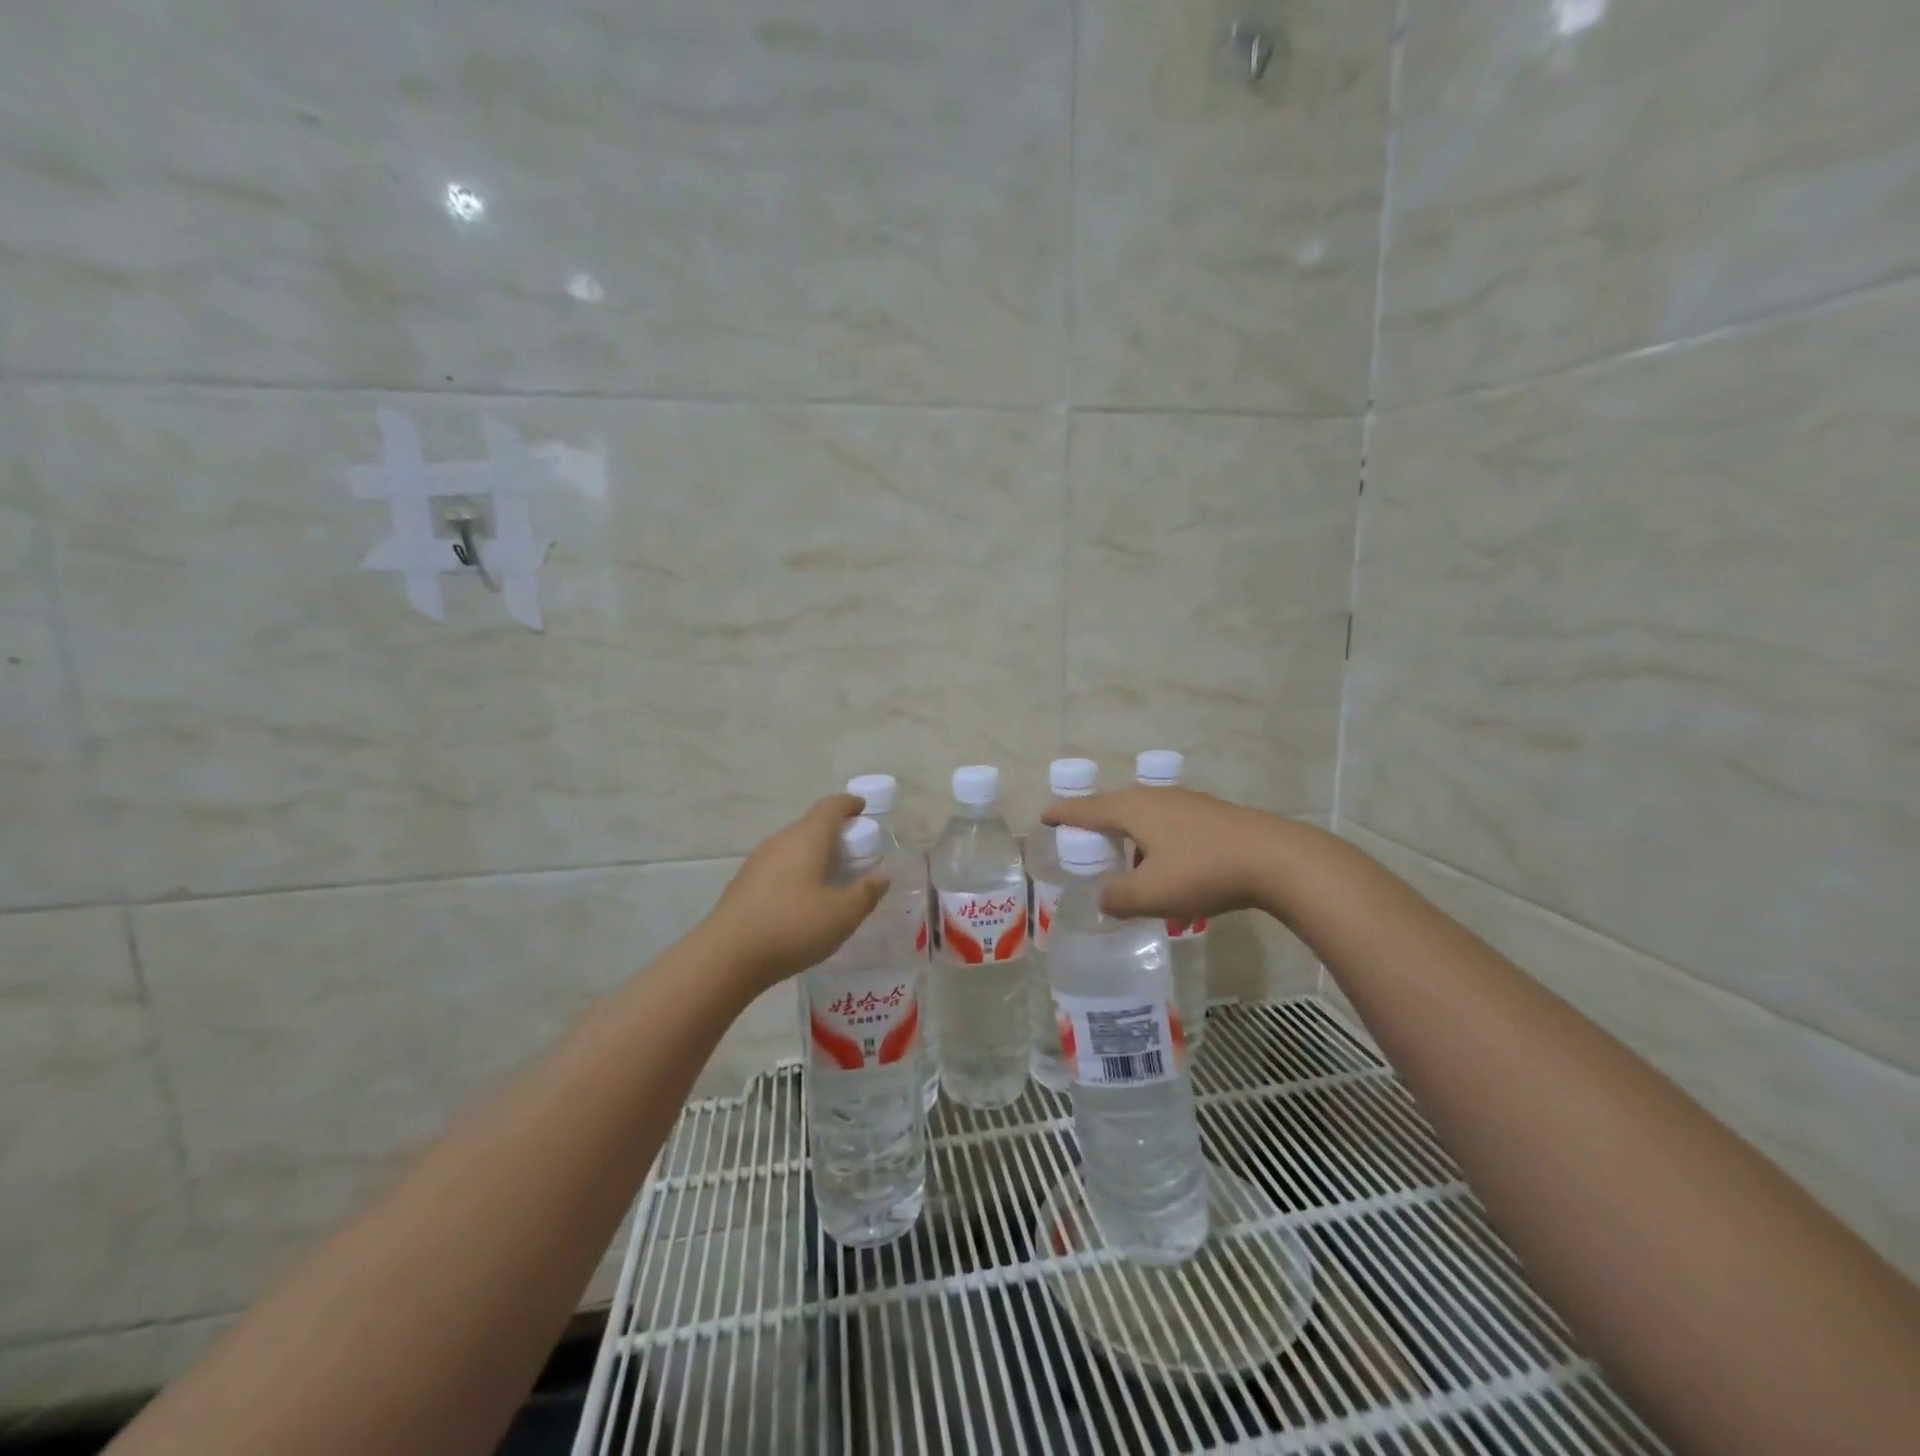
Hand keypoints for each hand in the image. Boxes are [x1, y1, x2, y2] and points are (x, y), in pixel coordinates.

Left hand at [699, 794, 889, 992]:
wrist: (727, 956)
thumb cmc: (793, 926)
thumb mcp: (843, 914)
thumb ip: (866, 893)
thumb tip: (881, 876)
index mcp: (808, 838)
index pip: (831, 806)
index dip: (849, 804)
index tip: (863, 809)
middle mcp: (781, 841)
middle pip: (811, 825)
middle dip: (834, 833)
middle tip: (854, 852)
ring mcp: (757, 861)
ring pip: (792, 847)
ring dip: (813, 854)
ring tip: (830, 878)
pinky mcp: (743, 884)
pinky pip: (777, 867)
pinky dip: (795, 873)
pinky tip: (801, 901)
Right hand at [1042, 787, 1284, 924]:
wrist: (1276, 860)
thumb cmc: (1203, 871)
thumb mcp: (1151, 894)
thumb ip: (1118, 898)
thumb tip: (1104, 899)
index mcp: (1133, 809)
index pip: (1086, 809)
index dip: (1063, 814)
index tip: (1044, 816)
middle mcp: (1155, 797)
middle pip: (1115, 806)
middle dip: (1096, 823)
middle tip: (1081, 841)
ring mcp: (1186, 803)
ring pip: (1144, 815)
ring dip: (1128, 835)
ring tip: (1124, 860)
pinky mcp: (1210, 815)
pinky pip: (1167, 823)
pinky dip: (1153, 840)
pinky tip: (1166, 865)